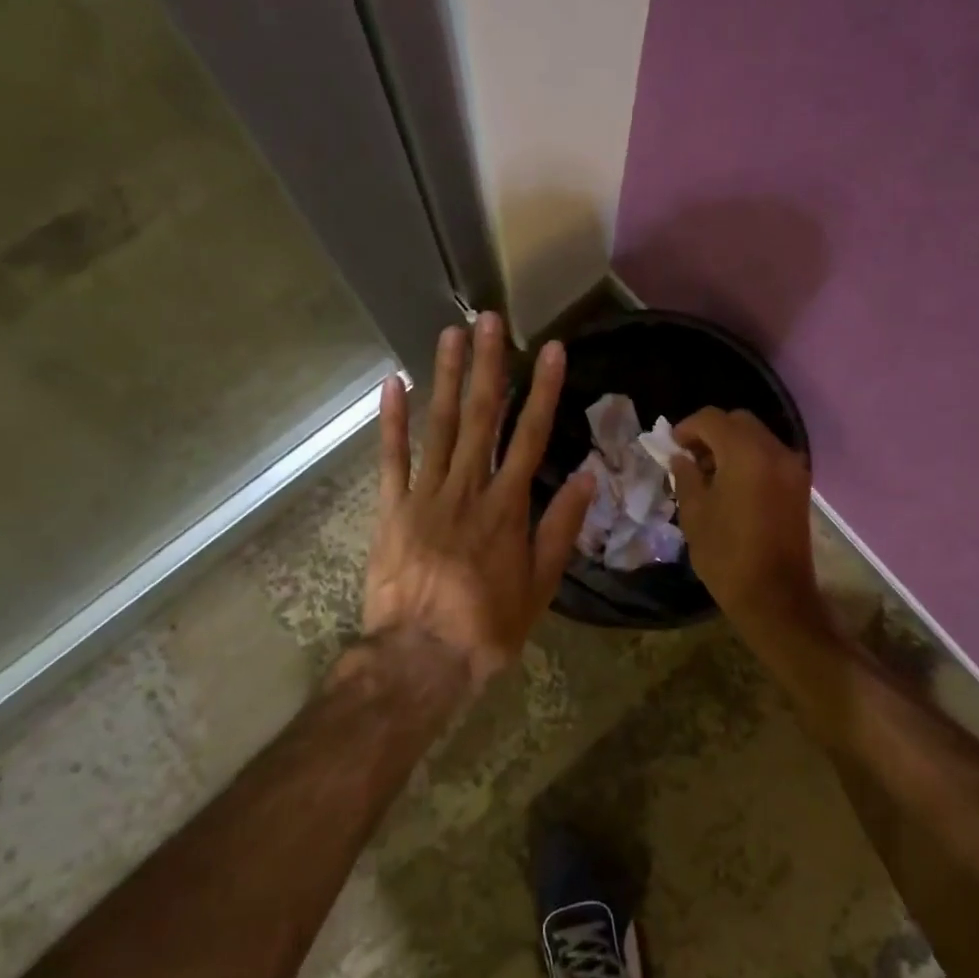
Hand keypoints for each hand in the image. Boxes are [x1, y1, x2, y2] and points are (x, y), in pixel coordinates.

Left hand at [364, 313, 595, 691]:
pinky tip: (393, 383)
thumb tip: (588, 477)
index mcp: (507, 506)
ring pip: (438, 425)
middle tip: (491, 319)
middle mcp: (467, 488)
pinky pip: (390, 457)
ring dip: (445, 376)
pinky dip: (391, 420)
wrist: (419, 659)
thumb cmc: (487, 627)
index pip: (531, 435)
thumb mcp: (540, 587)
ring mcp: (424, 494)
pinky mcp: (390, 508)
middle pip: (481, 416)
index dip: (544, 390)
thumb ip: (560, 528)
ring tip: (451, 334)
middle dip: (488, 365)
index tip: (553, 350)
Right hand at [671, 408, 826, 637]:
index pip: (712, 419)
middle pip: (738, 422)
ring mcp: (792, 468)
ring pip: (756, 437)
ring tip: (708, 474)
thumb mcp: (694, 514)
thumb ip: (686, 476)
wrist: (775, 597)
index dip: (687, 427)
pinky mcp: (799, 486)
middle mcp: (774, 451)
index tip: (671, 447)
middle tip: (689, 457)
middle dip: (710, 432)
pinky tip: (731, 486)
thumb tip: (681, 457)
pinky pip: (769, 456)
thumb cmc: (726, 556)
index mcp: (745, 454)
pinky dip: (748, 458)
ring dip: (731, 445)